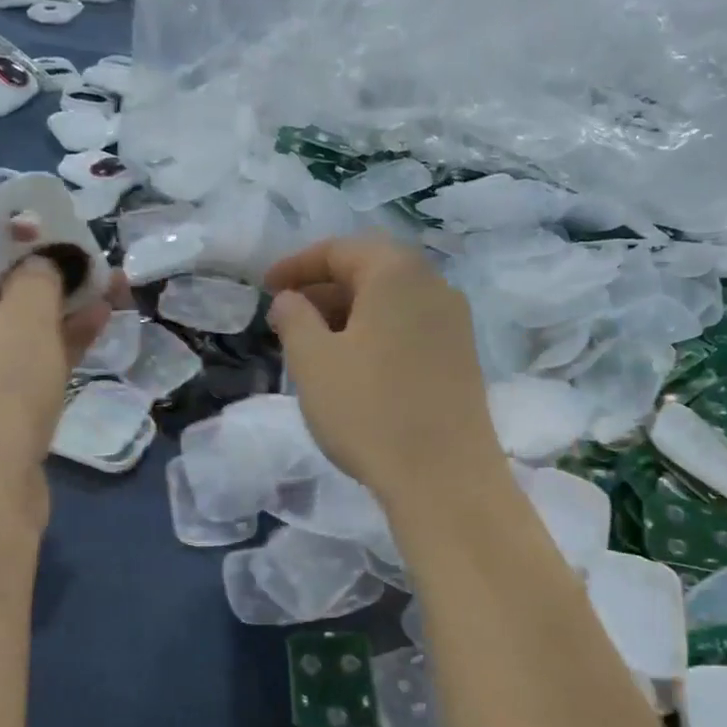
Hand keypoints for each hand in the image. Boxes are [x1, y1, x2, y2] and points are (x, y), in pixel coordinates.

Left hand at [0, 231, 111, 520]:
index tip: (49, 233)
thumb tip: (46, 261)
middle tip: (89, 265)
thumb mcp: (23, 322)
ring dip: (55, 312)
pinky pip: (13, 367)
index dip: (2, 234)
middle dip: (42, 277)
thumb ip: (40, 278)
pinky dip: (50, 348)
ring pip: (5, 332)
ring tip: (109, 292)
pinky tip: (96, 327)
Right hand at [265, 237, 497, 507]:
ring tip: (315, 344)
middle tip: (288, 315)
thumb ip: (293, 319)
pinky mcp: (461, 358)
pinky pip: (410, 328)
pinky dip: (376, 334)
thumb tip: (289, 299)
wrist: (444, 477)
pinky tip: (355, 367)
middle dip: (324, 288)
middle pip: (371, 270)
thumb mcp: (312, 362)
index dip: (296, 265)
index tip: (265, 288)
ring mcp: (454, 324)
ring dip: (349, 313)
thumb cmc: (369, 411)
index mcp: (397, 273)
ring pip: (392, 302)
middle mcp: (434, 286)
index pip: (340, 249)